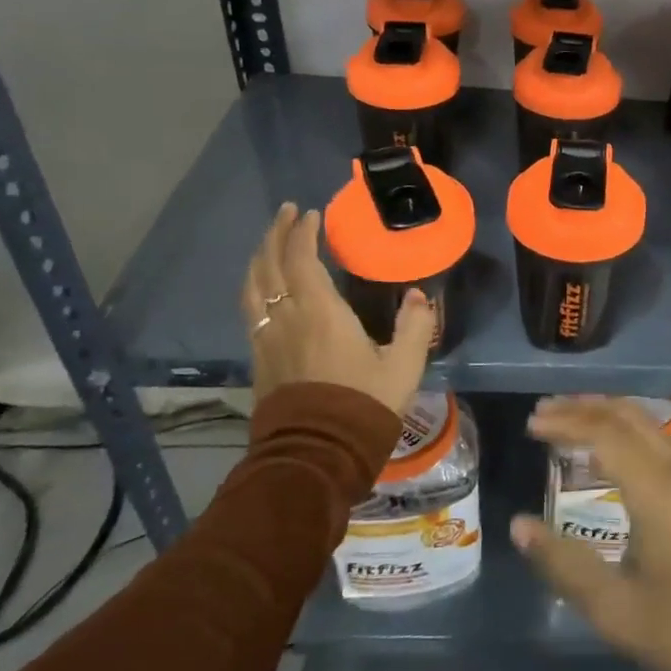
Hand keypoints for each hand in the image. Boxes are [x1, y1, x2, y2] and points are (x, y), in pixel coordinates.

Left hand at [240, 203, 435, 422]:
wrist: (317, 456)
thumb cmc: (363, 405)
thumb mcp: (404, 366)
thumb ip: (416, 326)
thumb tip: (420, 296)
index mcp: (320, 312)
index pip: (302, 259)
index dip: (303, 232)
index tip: (310, 213)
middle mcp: (286, 318)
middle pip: (269, 265)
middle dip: (276, 234)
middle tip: (286, 213)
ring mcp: (267, 339)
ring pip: (253, 287)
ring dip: (260, 258)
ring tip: (270, 243)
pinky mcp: (259, 360)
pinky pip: (250, 310)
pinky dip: (255, 286)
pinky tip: (263, 288)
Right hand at [511, 397, 670, 670]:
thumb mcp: (615, 608)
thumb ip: (563, 564)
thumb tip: (519, 526)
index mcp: (657, 489)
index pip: (604, 433)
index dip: (565, 422)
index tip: (532, 423)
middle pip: (627, 415)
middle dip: (583, 407)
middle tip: (544, 413)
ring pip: (647, 423)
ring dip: (607, 415)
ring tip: (570, 422)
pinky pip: (662, 439)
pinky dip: (629, 431)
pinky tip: (612, 450)